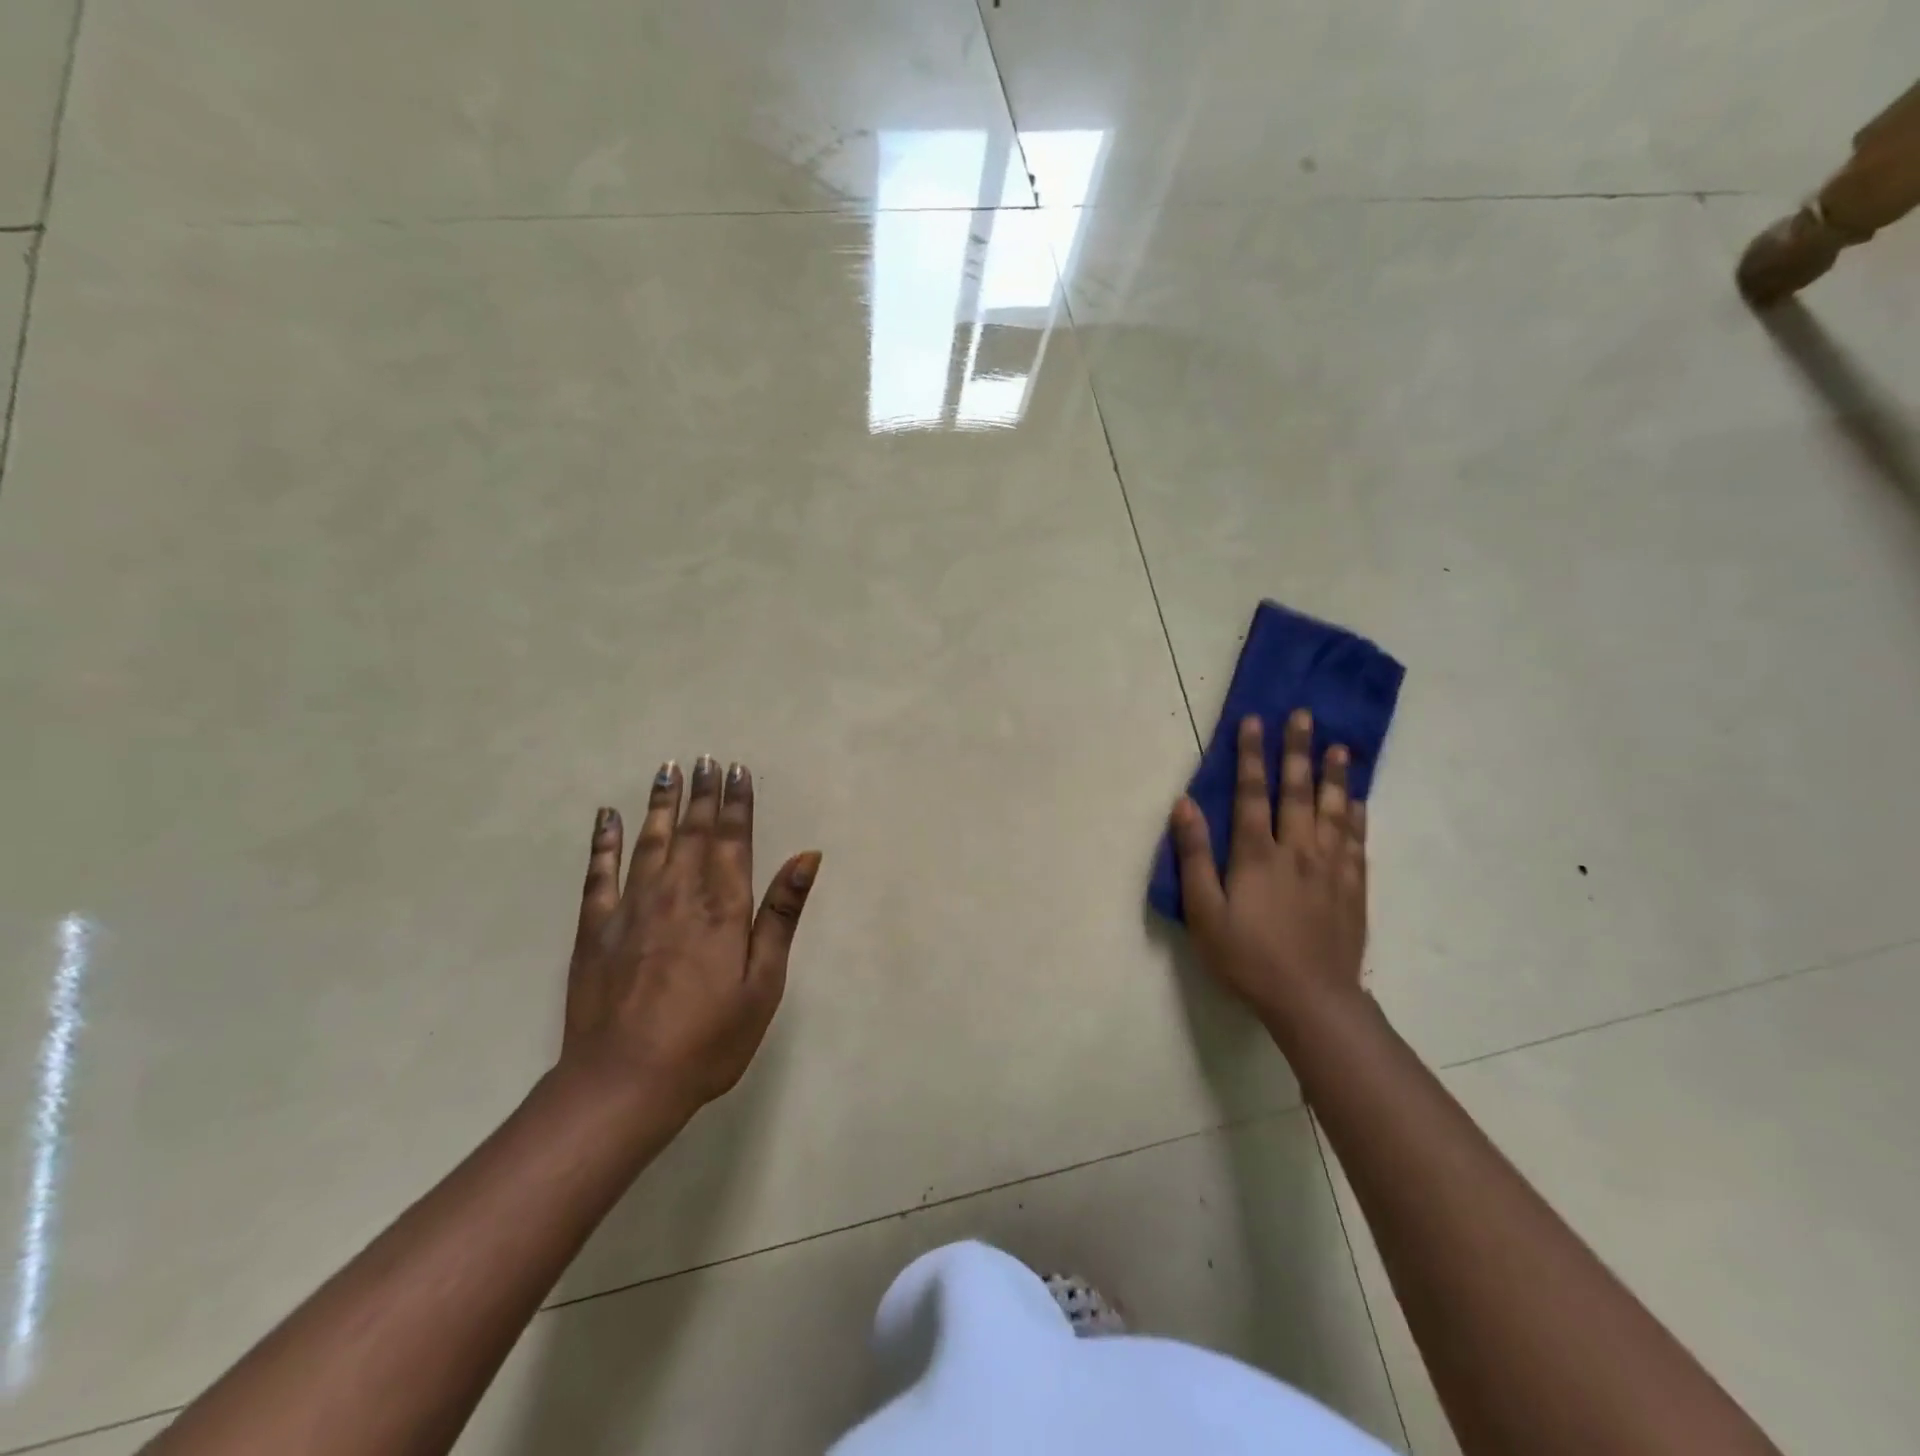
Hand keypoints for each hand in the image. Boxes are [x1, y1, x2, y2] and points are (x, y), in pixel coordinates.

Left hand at [563, 755, 821, 1121]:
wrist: (625, 1082)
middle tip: (705, 759)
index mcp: (722, 906)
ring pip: (650, 841)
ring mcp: (631, 908)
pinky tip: (607, 816)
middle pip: (693, 831)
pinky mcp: (594, 928)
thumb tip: (806, 857)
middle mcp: (677, 893)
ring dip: (661, 803)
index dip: (736, 802)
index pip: (732, 839)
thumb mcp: (763, 983)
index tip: (737, 770)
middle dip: (702, 793)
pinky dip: (604, 841)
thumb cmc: (709, 1038)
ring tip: (668, 770)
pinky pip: (599, 873)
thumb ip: (780, 915)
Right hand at [1170, 710, 1367, 1030]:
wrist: (1311, 999)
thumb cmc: (1247, 957)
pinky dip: (1358, 818)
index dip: (1252, 755)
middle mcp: (1298, 851)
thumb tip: (1184, 804)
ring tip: (1338, 746)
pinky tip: (1358, 802)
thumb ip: (1194, 856)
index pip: (1253, 793)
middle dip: (1297, 750)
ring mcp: (1330, 869)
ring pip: (1334, 811)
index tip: (1254, 720)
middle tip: (1304, 715)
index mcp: (1257, 854)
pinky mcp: (1352, 890)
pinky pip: (1357, 843)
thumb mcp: (1204, 911)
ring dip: (1334, 776)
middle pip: (1298, 791)